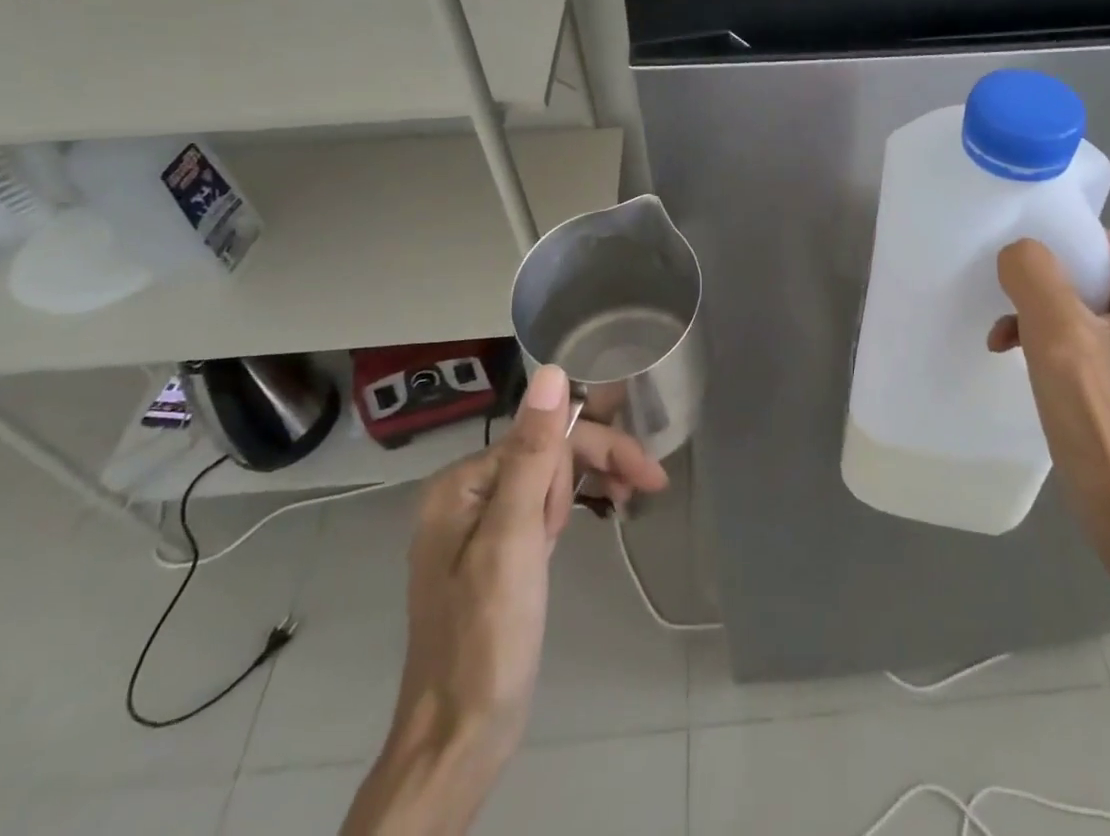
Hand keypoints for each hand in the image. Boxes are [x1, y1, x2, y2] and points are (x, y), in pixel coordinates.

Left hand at [342, 366, 667, 834]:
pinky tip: (600, 510)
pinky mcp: (498, 551)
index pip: (546, 436)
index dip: (598, 448)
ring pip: (551, 476)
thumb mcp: (513, 537)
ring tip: (629, 499)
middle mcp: (468, 493)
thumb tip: (552, 372)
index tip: (647, 472)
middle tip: (650, 483)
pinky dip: (574, 505)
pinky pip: (543, 506)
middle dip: (599, 463)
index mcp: (463, 482)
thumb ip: (534, 452)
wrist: (459, 736)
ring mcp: (481, 524)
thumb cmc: (487, 634)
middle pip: (548, 452)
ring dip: (591, 482)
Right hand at [989, 233, 1109, 601]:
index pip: (1089, 243)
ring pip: (1075, 303)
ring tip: (1007, 342)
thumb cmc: (1103, 421)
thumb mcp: (1059, 336)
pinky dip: (1049, 342)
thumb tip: (1016, 251)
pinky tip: (1021, 357)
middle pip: (1081, 273)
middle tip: (1006, 318)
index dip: (1043, 256)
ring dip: (1036, 319)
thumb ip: (1033, 273)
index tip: (1006, 279)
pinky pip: (1082, 333)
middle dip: (1036, 294)